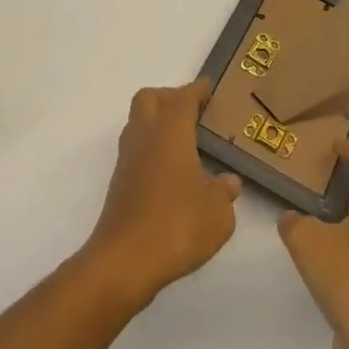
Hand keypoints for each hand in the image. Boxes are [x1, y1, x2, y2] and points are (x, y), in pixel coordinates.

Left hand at [82, 79, 240, 308]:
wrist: (124, 260)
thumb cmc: (176, 227)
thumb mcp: (218, 214)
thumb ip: (225, 193)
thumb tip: (228, 181)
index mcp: (170, 131)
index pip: (183, 97)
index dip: (198, 90)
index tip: (210, 88)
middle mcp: (145, 136)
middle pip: (150, 98)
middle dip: (170, 97)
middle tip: (194, 111)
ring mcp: (127, 158)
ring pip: (139, 122)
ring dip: (158, 121)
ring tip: (185, 140)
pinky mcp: (119, 181)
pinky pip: (136, 148)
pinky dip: (152, 147)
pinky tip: (171, 170)